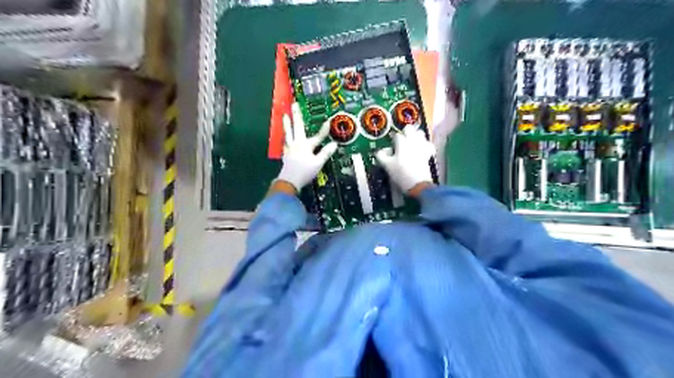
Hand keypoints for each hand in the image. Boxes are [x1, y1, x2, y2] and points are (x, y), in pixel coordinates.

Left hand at [273, 102, 337, 191]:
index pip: (318, 136)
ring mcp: (290, 148)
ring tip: (284, 115)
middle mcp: (297, 144)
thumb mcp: (318, 164)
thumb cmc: (304, 172)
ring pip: (288, 133)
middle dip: (297, 115)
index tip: (328, 121)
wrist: (289, 181)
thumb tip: (334, 144)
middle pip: (297, 127)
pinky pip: (285, 142)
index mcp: (306, 145)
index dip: (324, 130)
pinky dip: (285, 137)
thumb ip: (325, 153)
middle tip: (294, 104)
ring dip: (287, 124)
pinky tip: (285, 137)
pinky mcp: (286, 154)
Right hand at [375, 126, 436, 196]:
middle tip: (401, 140)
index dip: (392, 139)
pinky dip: (424, 144)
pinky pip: (428, 144)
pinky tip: (421, 148)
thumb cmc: (400, 173)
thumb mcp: (387, 166)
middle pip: (409, 128)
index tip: (390, 145)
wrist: (417, 184)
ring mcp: (422, 146)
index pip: (396, 135)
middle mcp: (413, 140)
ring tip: (411, 142)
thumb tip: (379, 151)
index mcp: (402, 142)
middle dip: (405, 132)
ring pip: (420, 133)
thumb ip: (381, 156)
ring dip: (415, 135)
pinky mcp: (428, 153)